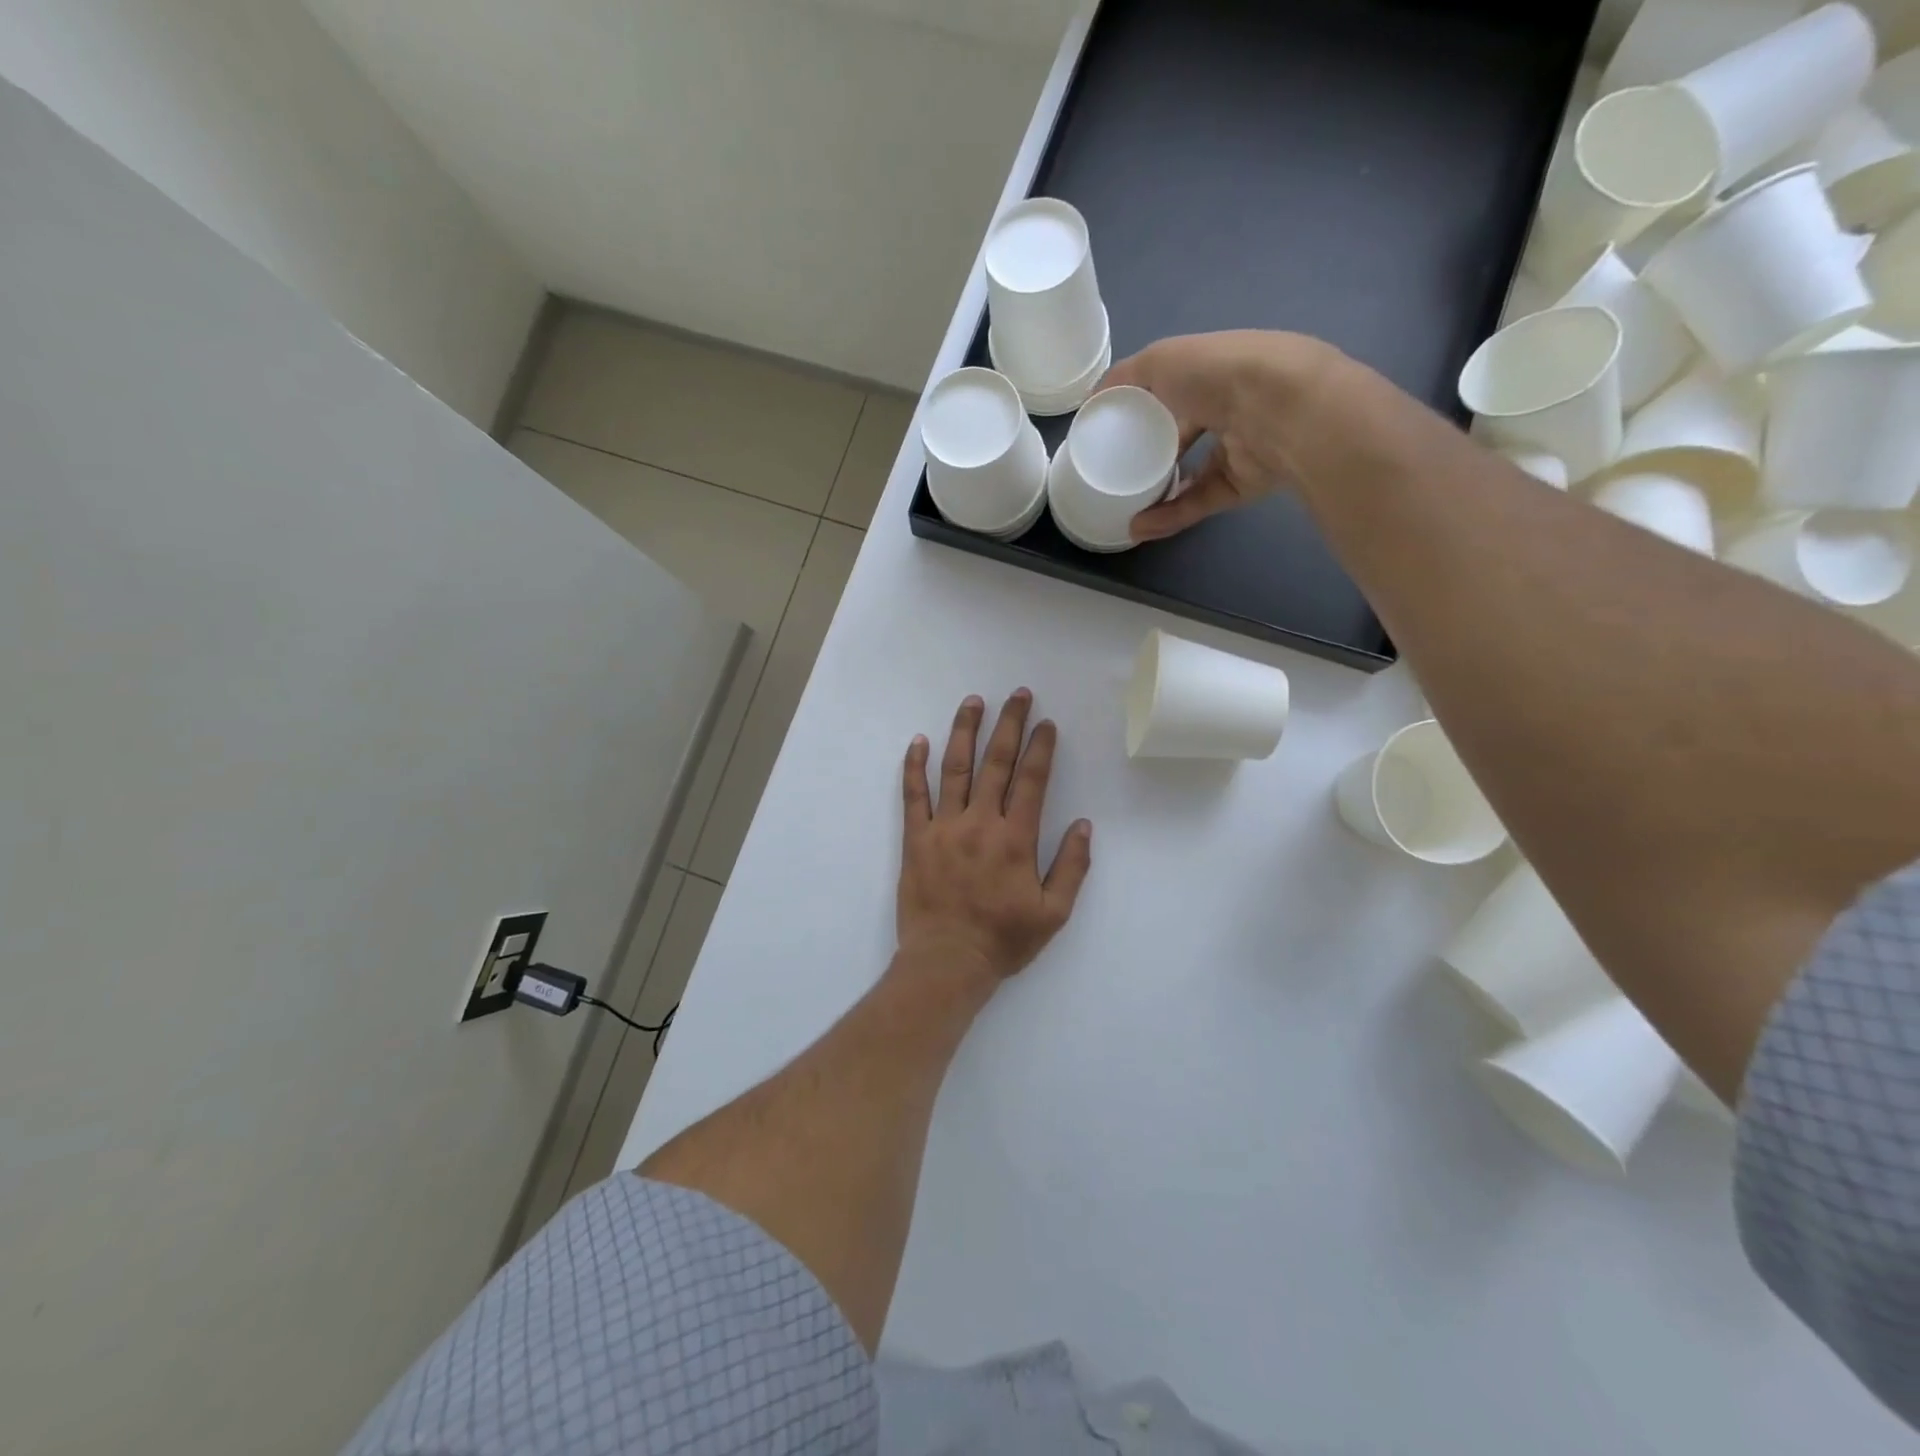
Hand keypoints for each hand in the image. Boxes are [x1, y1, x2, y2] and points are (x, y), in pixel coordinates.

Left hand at [898, 690, 1092, 989]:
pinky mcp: (916, 838)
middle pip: (996, 763)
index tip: (1046, 723)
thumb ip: (1072, 867)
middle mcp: (980, 823)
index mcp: (1016, 839)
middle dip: (1010, 724)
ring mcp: (944, 827)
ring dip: (965, 731)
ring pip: (955, 768)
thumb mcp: (1053, 913)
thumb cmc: (1003, 940)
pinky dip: (915, 766)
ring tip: (973, 701)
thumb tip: (1084, 825)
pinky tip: (918, 741)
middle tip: (1018, 695)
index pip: (1032, 781)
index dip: (1041, 748)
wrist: (946, 961)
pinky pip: (914, 795)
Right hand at [1100, 330, 1341, 541]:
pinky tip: (1140, 526)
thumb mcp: (1160, 360)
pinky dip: (1169, 515)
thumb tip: (1093, 400)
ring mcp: (1238, 450)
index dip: (1145, 406)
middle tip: (1118, 472)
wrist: (1279, 409)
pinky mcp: (1241, 486)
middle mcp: (1230, 409)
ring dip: (1156, 494)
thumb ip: (1125, 378)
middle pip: (1184, 435)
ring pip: (1191, 476)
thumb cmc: (1218, 373)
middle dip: (1153, 454)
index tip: (1114, 429)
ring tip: (1123, 508)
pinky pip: (1199, 503)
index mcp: (1213, 372)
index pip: (1176, 390)